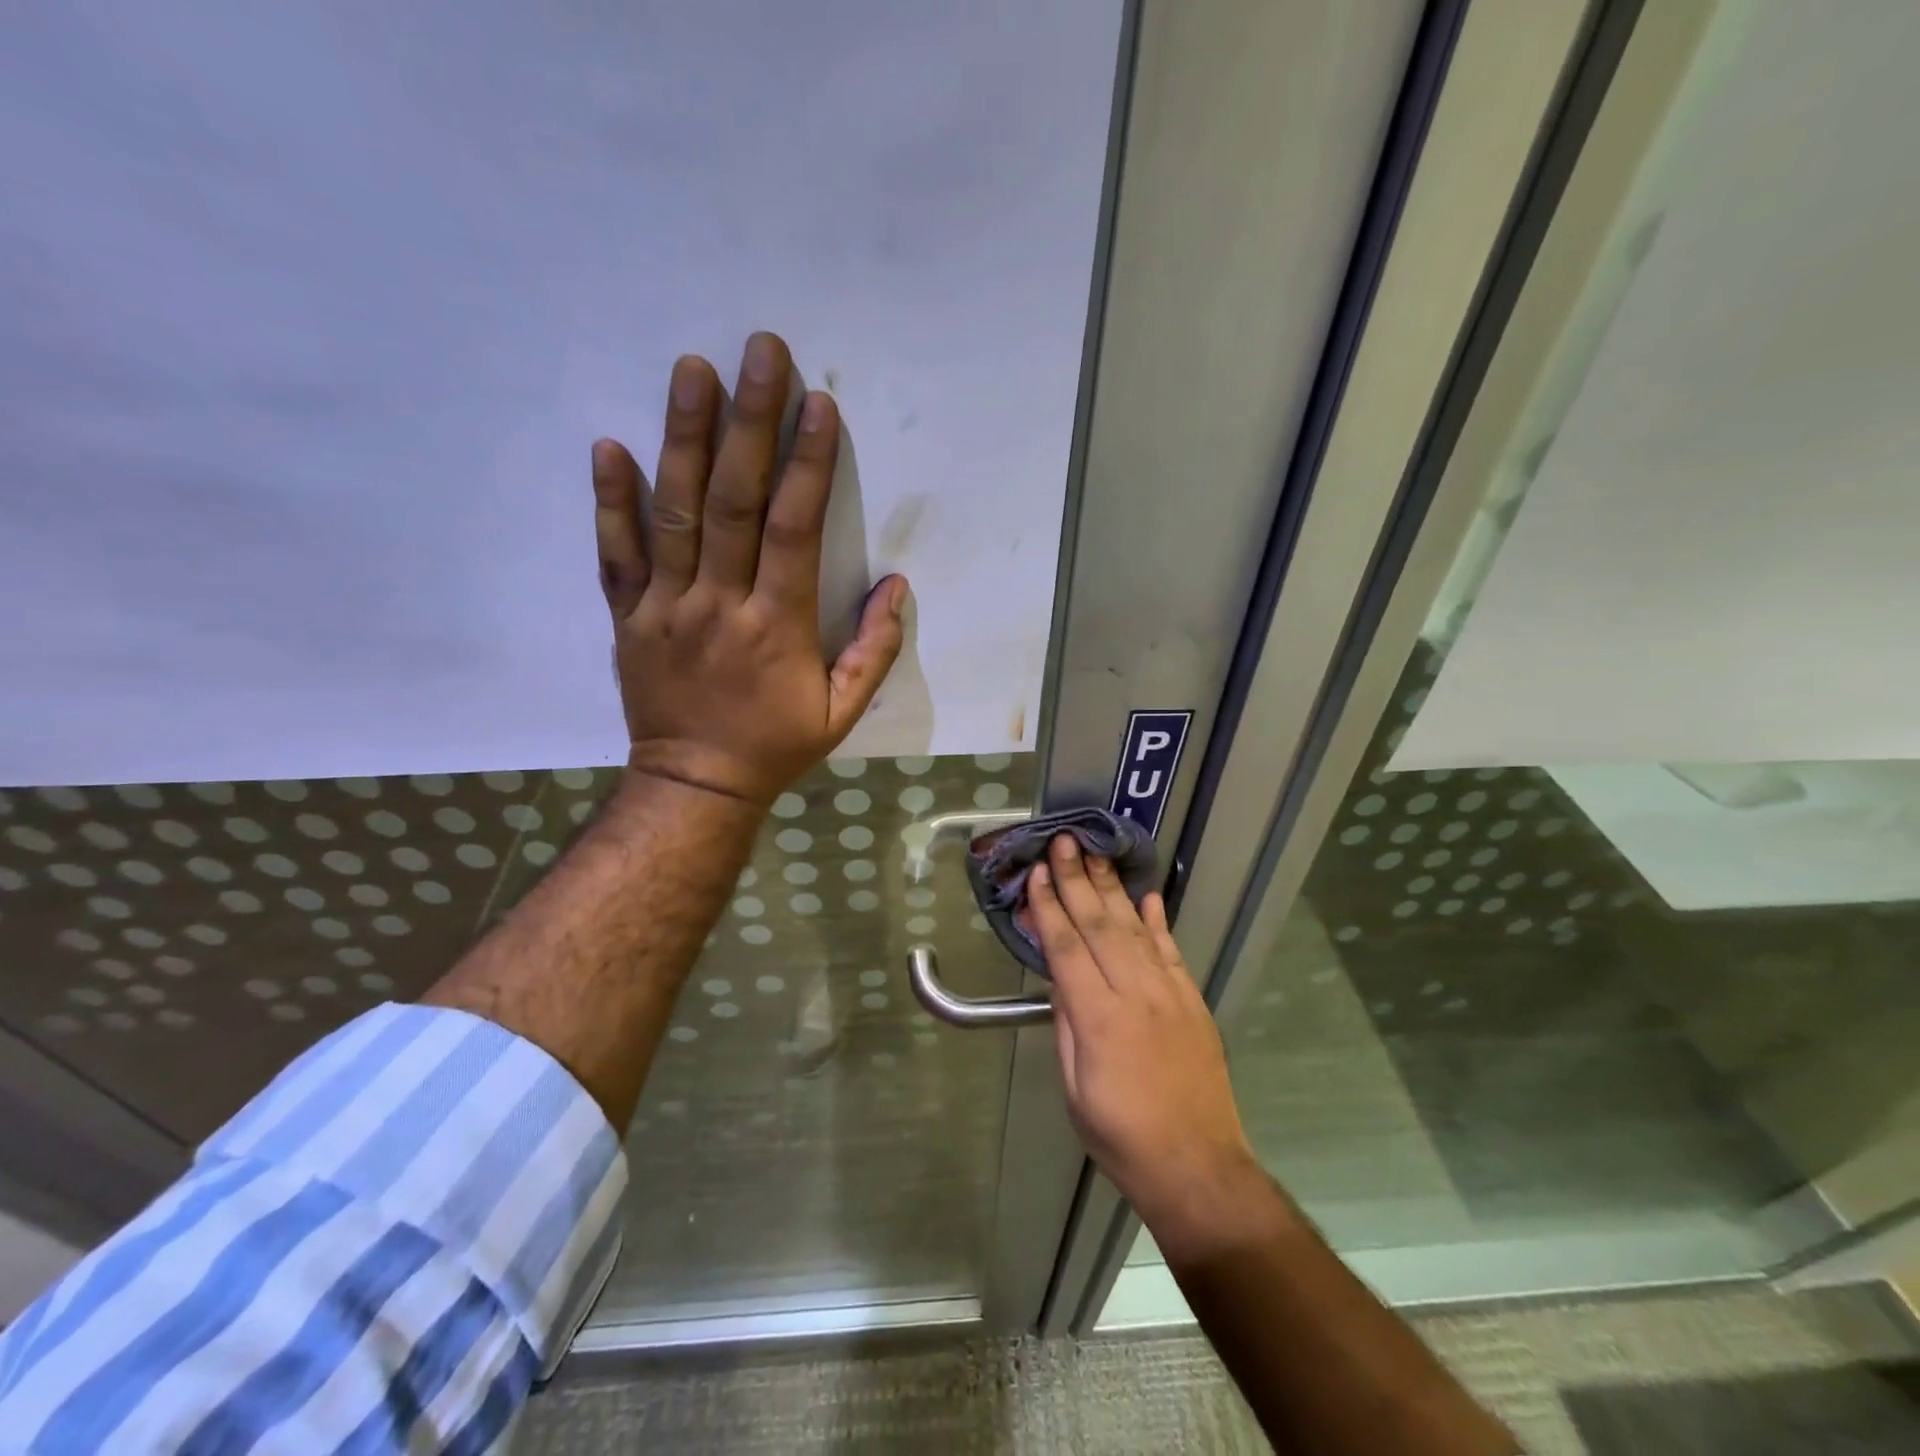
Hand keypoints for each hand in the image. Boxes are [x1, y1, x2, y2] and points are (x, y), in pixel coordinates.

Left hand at [593, 332, 907, 805]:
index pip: (793, 529)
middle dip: (749, 423)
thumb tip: (897, 587)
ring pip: (674, 512)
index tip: (817, 405)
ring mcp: (666, 606)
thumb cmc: (775, 746)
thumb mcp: (842, 713)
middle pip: (733, 502)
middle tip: (759, 351)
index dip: (807, 464)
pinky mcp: (629, 616)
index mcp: (776, 626)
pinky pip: (616, 554)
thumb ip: (873, 650)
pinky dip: (610, 501)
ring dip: (684, 438)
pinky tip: (610, 445)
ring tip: (692, 370)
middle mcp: (719, 604)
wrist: (695, 785)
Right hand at [1031, 835, 1278, 1260]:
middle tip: (1064, 843)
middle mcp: (1136, 994)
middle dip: (1077, 880)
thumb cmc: (1120, 1135)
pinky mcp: (1193, 1001)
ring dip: (1112, 889)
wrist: (1197, 1167)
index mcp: (1099, 1018)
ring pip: (1135, 929)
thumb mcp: (1074, 1087)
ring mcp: (1170, 994)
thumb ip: (1067, 1024)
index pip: (1067, 948)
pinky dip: (1157, 921)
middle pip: (1100, 925)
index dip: (1049, 908)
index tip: (1038, 875)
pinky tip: (1146, 896)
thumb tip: (1059, 977)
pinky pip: (1172, 951)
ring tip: (1095, 855)